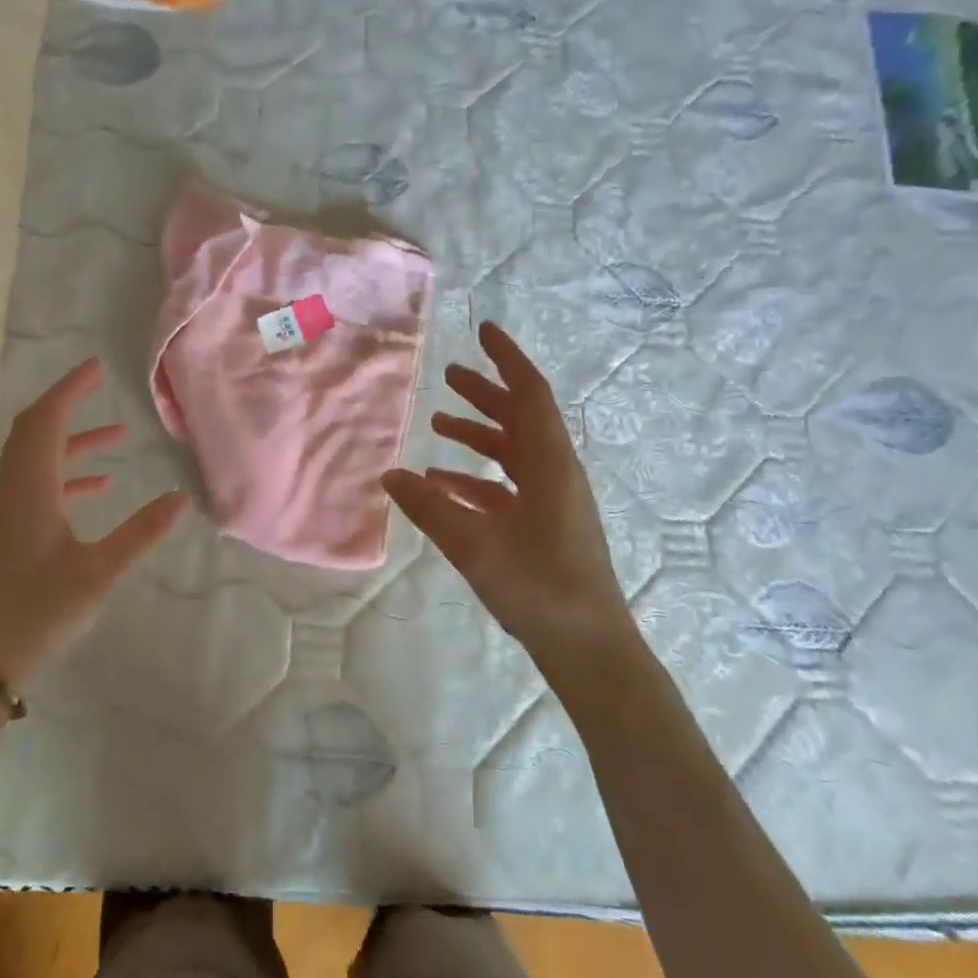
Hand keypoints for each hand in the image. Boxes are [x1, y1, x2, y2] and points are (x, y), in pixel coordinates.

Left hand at [0, 359, 188, 686]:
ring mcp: (5, 516)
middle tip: (99, 388)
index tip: (94, 368)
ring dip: (73, 444)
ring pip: (37, 462)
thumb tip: (180, 498)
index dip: (69, 390)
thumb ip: (140, 533)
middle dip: (68, 407)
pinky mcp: (7, 537)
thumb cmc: (36, 613)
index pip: (46, 422)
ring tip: (116, 439)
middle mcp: (12, 493)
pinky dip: (66, 477)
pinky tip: (96, 491)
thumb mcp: (98, 573)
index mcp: (30, 491)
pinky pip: (36, 488)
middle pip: (34, 433)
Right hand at [382, 323, 632, 675]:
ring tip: (440, 422)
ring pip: (513, 452)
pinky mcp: (544, 526)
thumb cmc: (538, 588)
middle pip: (520, 419)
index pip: (530, 395)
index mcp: (550, 465)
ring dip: (479, 434)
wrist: (588, 647)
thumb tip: (389, 474)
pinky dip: (476, 477)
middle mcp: (555, 473)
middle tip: (449, 374)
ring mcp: (552, 501)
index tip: (484, 331)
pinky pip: (507, 486)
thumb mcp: (475, 545)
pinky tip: (442, 484)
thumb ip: (429, 508)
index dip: (507, 359)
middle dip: (486, 393)